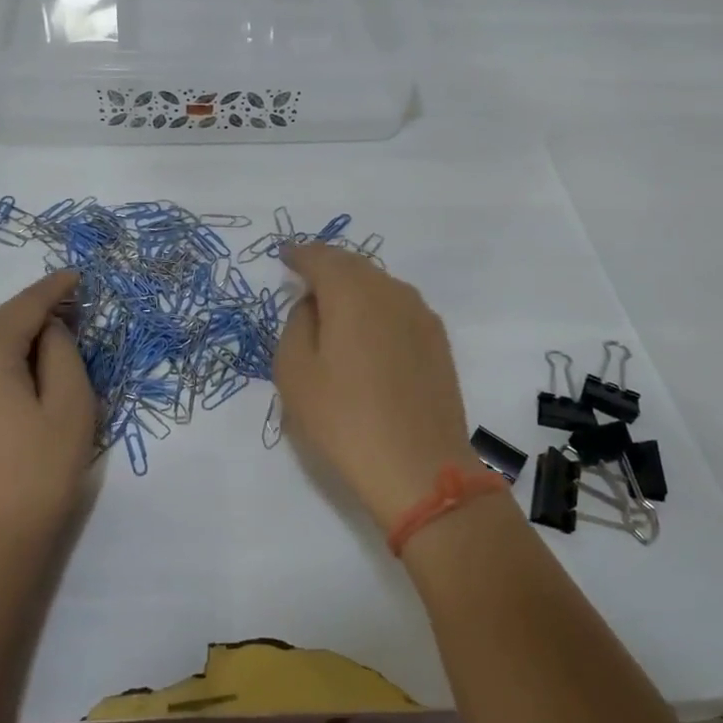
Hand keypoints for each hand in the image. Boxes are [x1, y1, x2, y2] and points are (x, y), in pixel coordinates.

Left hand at [0, 271, 98, 559]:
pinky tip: (21, 382)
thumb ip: (62, 352)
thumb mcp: (70, 405)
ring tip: (53, 351)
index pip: (24, 306)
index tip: (78, 275)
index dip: (55, 288)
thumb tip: (48, 329)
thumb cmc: (37, 473)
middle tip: (76, 317)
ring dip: (17, 341)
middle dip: (36, 314)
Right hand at [273, 244, 476, 532]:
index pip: (320, 256)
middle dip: (327, 268)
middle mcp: (390, 290)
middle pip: (352, 265)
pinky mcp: (437, 340)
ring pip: (378, 285)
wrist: (420, 468)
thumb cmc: (345, 418)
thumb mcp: (294, 372)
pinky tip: (367, 336)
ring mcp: (420, 314)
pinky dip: (376, 310)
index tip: (285, 257)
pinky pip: (398, 308)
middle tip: (305, 281)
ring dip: (354, 289)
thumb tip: (313, 304)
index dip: (299, 254)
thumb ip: (297, 324)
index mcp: (351, 291)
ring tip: (334, 310)